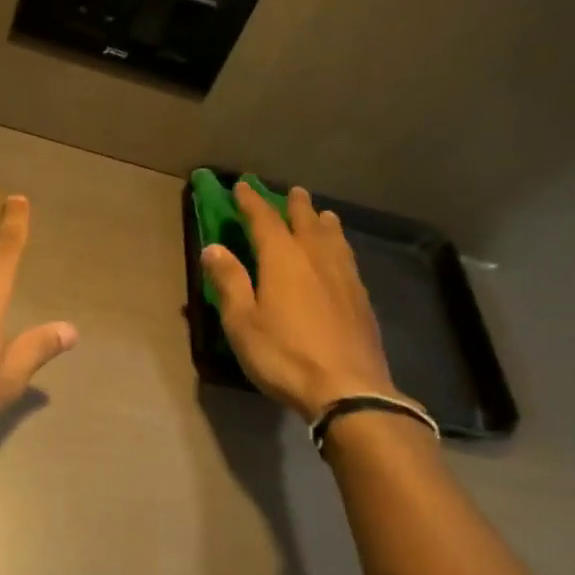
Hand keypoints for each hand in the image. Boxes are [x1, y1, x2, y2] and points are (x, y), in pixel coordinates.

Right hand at [201, 179, 404, 422]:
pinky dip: (339, 246)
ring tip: (321, 214)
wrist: (347, 388)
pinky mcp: (361, 299)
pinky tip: (340, 257)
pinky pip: (347, 259)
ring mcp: (344, 277)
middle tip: (292, 192)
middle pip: (305, 222)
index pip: (264, 220)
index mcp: (283, 259)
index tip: (242, 186)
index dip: (251, 201)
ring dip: (323, 222)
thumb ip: (230, 282)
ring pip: (333, 238)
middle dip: (295, 206)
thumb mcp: (243, 322)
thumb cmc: (284, 355)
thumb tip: (213, 248)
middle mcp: (316, 258)